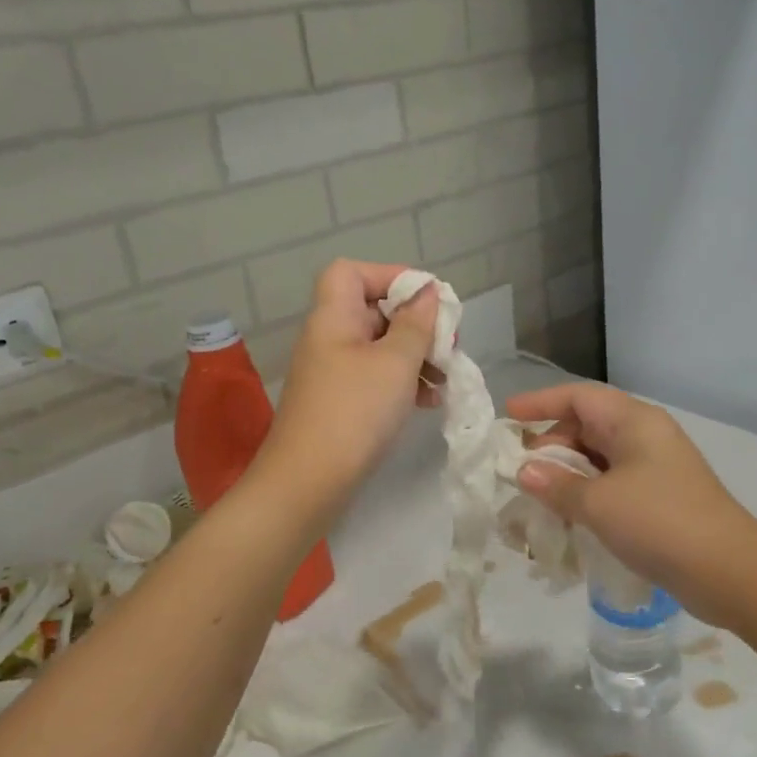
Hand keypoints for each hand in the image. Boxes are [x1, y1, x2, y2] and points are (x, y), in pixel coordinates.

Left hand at [257, 260, 441, 501]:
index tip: (428, 301)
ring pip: (380, 347)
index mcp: (333, 317)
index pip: (353, 272)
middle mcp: (329, 338)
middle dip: (415, 322)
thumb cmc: (355, 413)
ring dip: (416, 356)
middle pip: (373, 310)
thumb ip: (416, 324)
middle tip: (448, 343)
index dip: (391, 276)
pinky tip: (430, 400)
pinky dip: (403, 382)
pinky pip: (376, 378)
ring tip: (446, 376)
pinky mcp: (341, 403)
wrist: (308, 483)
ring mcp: (333, 373)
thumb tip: (427, 293)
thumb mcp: (395, 363)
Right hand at [508, 383, 756, 611]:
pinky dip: (586, 494)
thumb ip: (556, 484)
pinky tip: (567, 517)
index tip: (508, 417)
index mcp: (634, 422)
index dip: (540, 402)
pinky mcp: (659, 499)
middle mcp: (645, 437)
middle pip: (587, 426)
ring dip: (566, 474)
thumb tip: (524, 471)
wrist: (729, 572)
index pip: (579, 397)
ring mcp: (655, 469)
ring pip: (599, 458)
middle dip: (550, 444)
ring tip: (537, 496)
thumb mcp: (598, 503)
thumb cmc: (659, 522)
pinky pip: (612, 484)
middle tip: (520, 470)